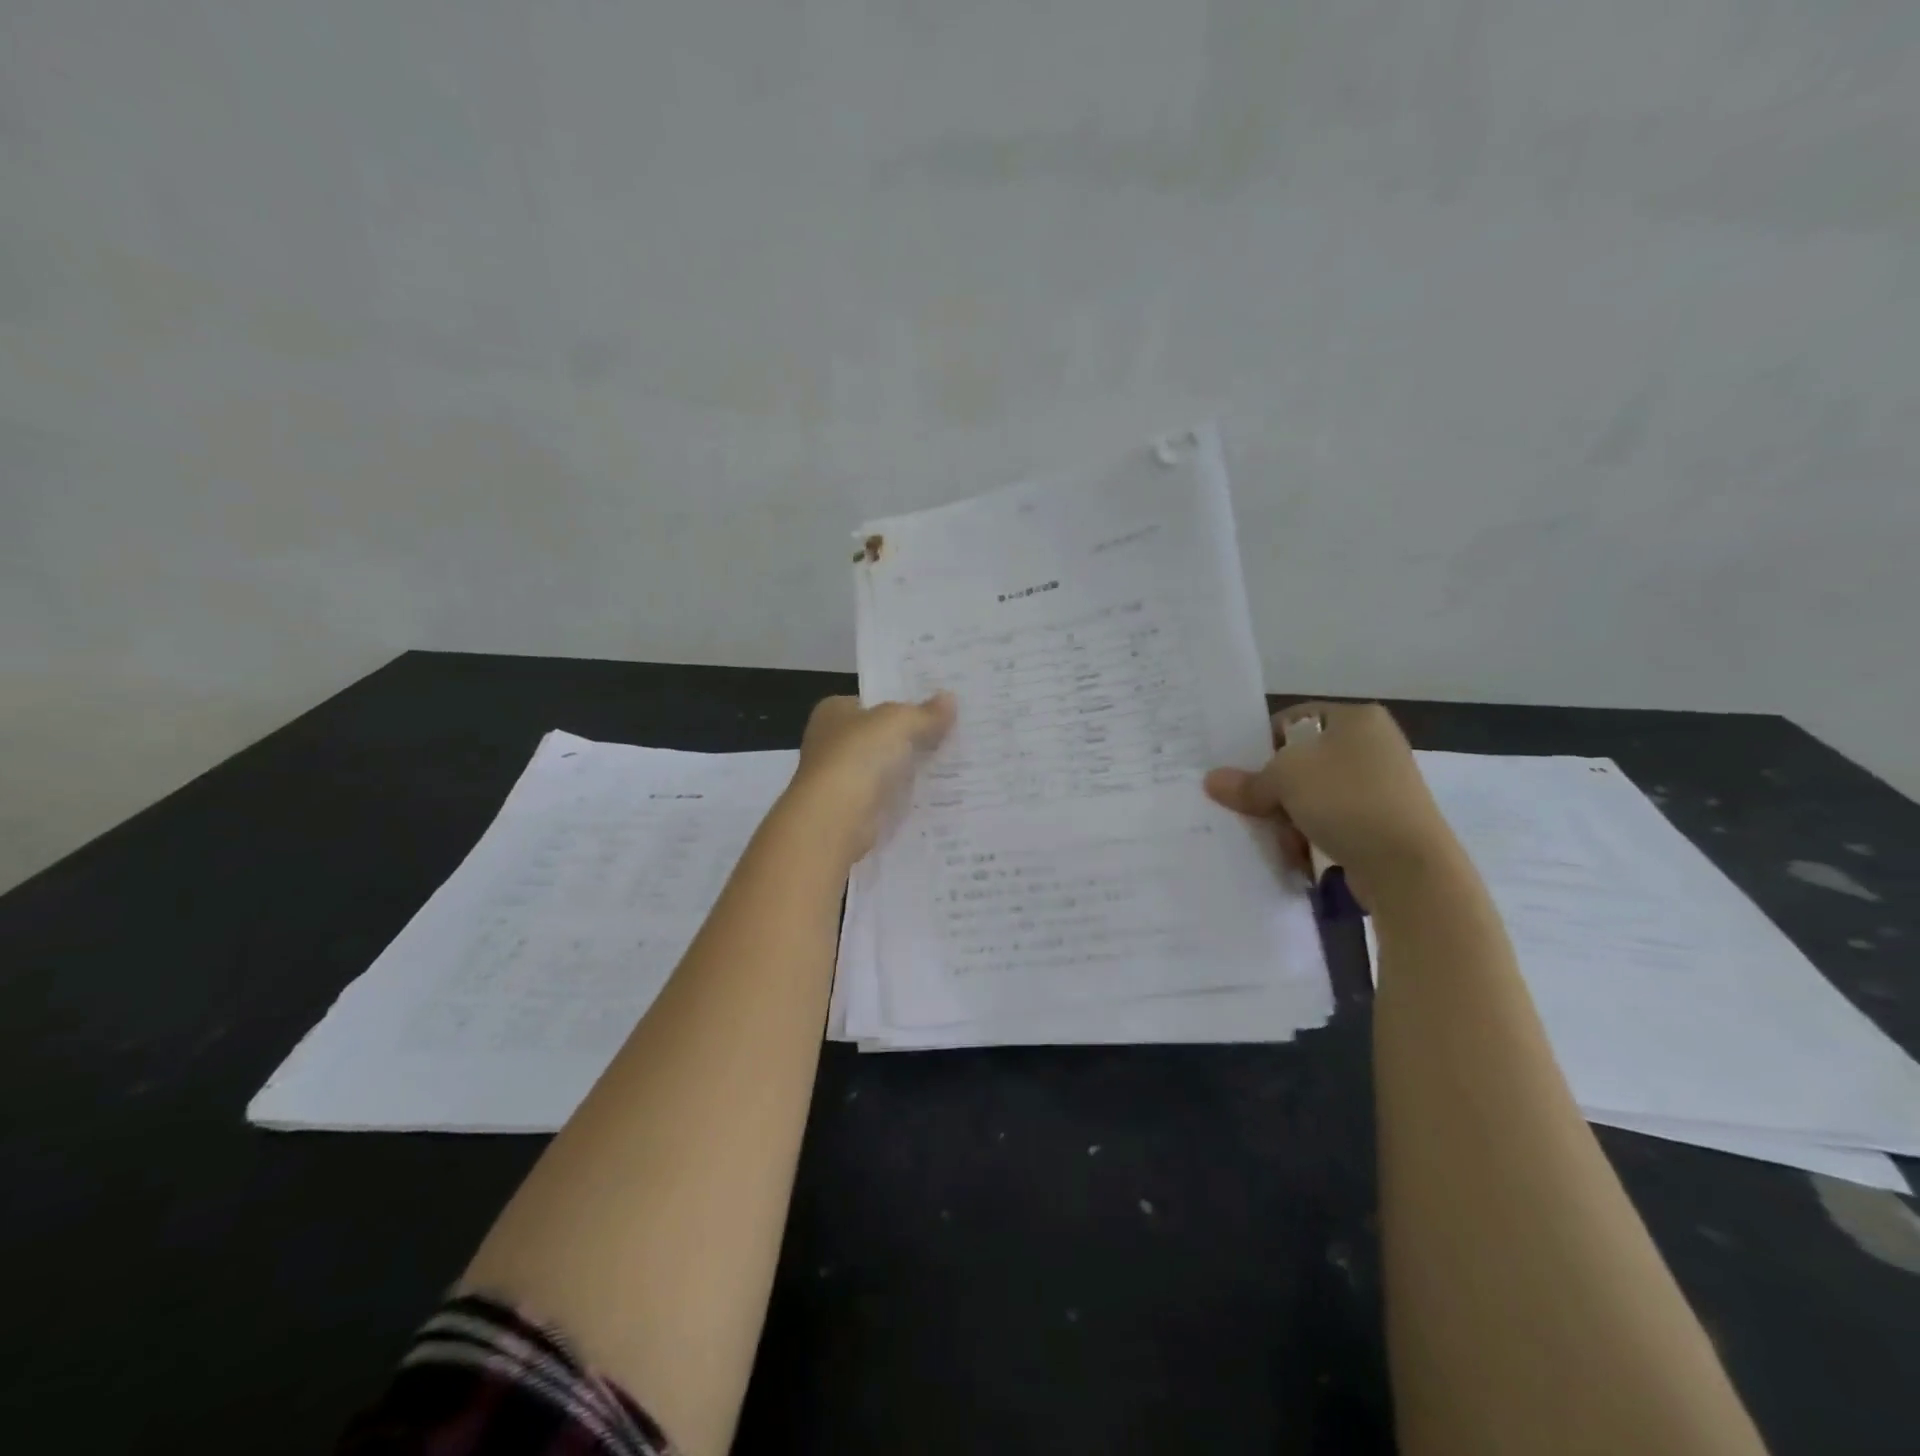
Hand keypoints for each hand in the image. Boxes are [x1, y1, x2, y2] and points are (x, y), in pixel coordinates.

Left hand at [787, 692, 955, 859]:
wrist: (834, 820)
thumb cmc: (858, 757)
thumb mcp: (898, 722)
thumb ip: (925, 713)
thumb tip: (949, 699)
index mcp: (833, 712)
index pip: (872, 702)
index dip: (902, 702)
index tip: (938, 707)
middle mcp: (832, 743)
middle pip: (882, 736)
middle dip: (913, 737)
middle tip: (957, 733)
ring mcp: (842, 779)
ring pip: (888, 768)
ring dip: (914, 769)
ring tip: (959, 763)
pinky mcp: (854, 811)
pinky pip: (890, 798)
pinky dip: (910, 798)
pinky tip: (942, 795)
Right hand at [1203, 701, 1457, 905]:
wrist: (1408, 867)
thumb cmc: (1346, 800)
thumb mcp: (1284, 780)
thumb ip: (1247, 781)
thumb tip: (1213, 781)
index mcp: (1356, 719)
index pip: (1293, 720)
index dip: (1262, 744)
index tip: (1241, 773)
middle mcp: (1372, 745)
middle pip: (1301, 762)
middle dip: (1273, 789)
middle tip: (1253, 809)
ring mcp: (1381, 786)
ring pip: (1313, 795)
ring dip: (1289, 817)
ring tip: (1280, 839)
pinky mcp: (1383, 822)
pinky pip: (1332, 821)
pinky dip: (1312, 835)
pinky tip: (1299, 854)